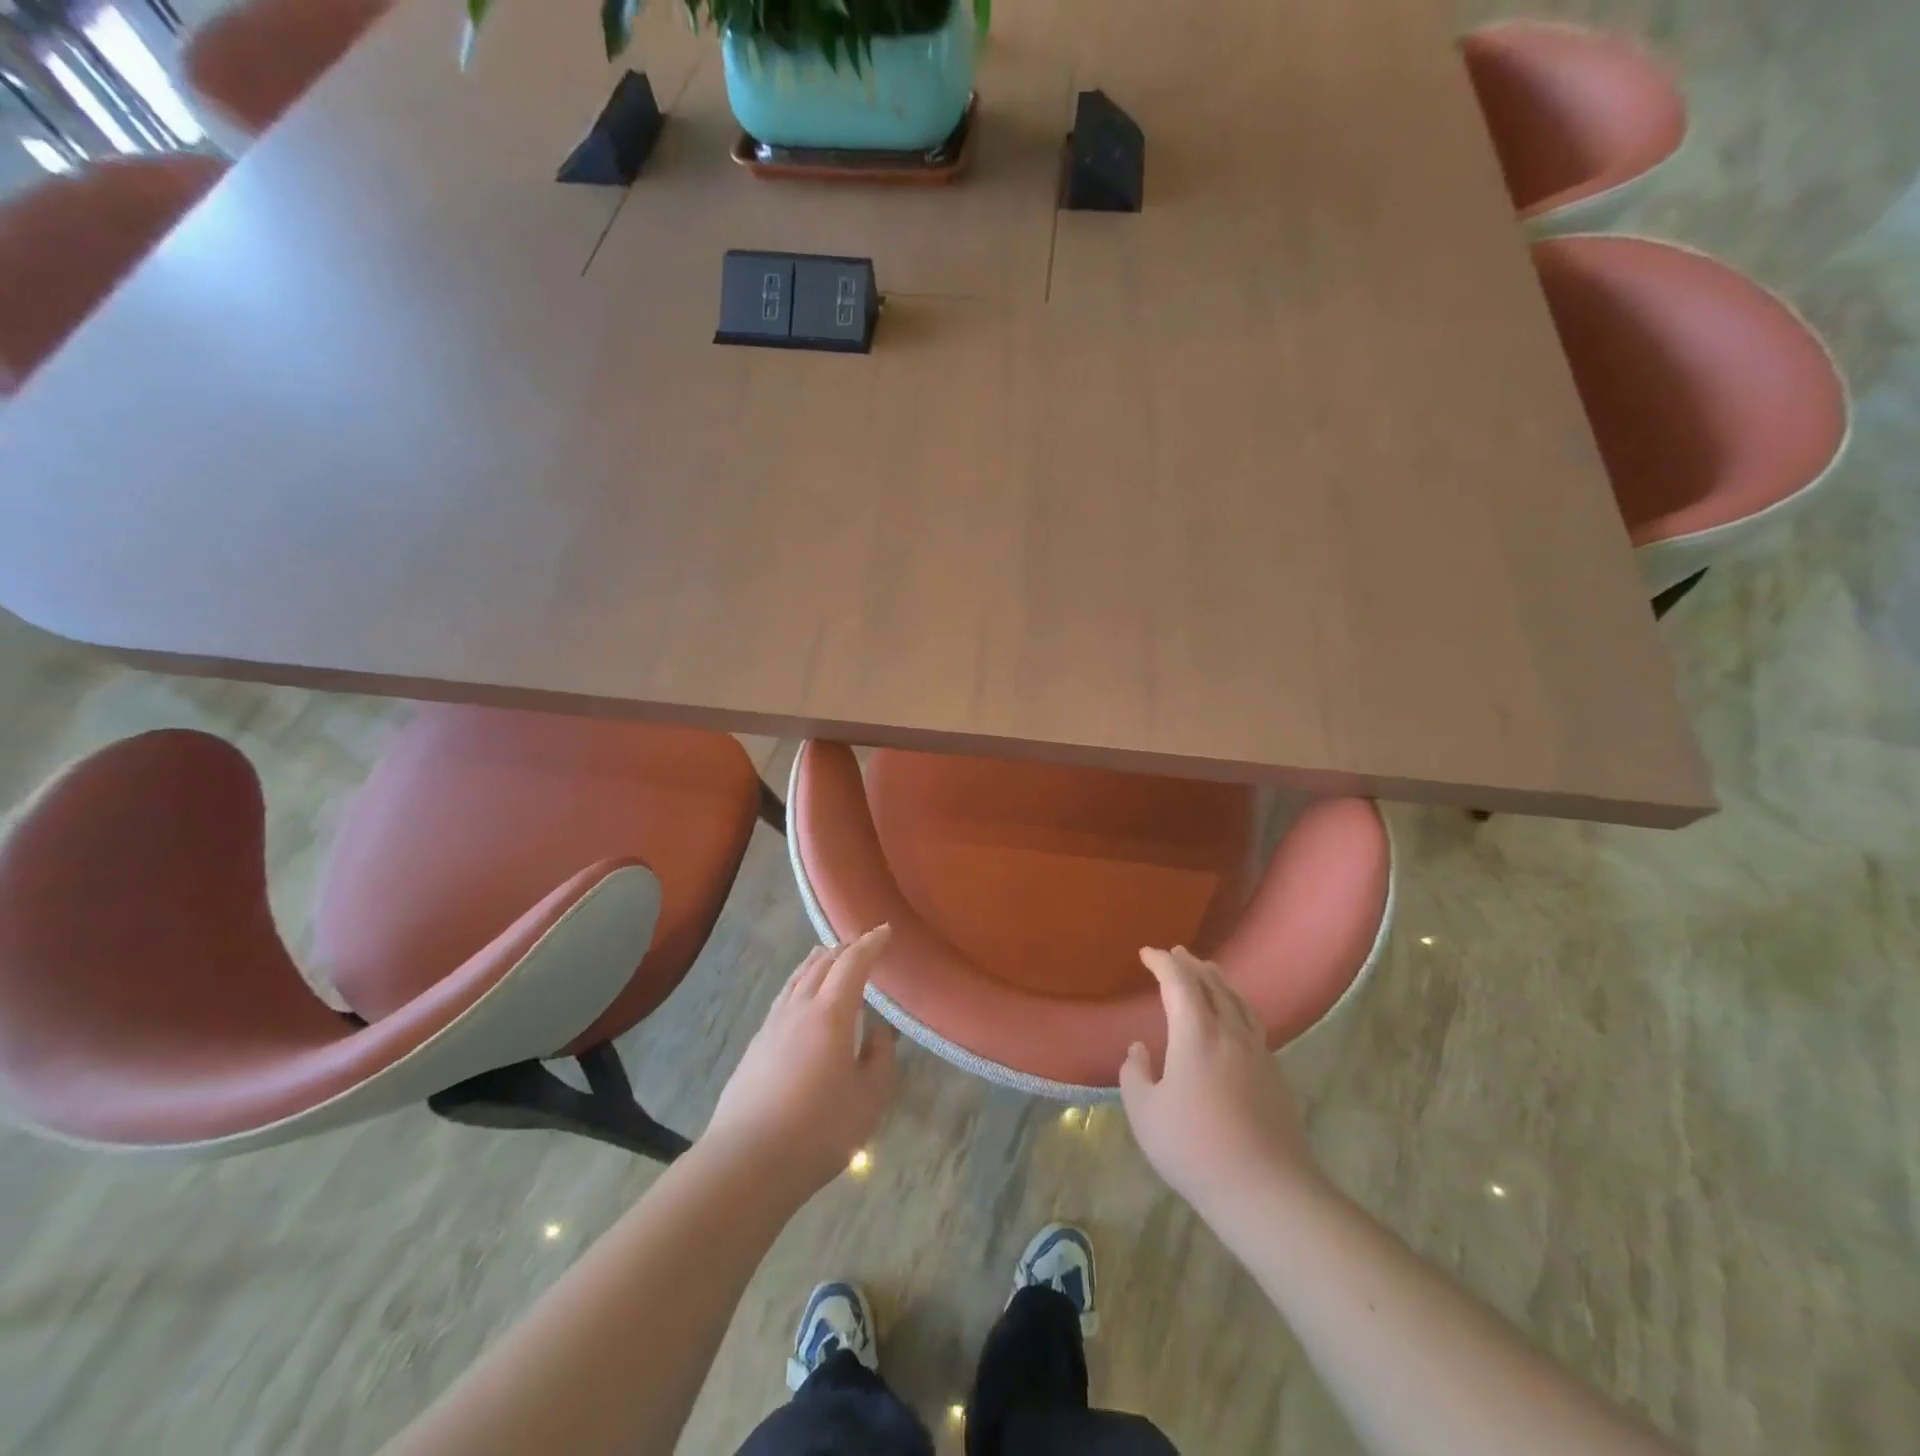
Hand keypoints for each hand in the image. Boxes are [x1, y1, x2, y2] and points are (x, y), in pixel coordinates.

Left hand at [704, 925, 897, 1196]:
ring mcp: (772, 1025)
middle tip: (862, 945)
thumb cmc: (818, 1130)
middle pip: (821, 964)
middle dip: (844, 949)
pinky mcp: (755, 1046)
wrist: (746, 1162)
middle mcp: (799, 1008)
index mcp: (830, 1013)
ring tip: (828, 957)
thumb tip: (880, 1032)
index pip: (852, 963)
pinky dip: (800, 984)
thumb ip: (880, 1057)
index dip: (870, 944)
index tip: (885, 931)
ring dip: (817, 962)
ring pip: (796, 978)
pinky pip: (783, 998)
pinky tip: (801, 999)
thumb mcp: (869, 1098)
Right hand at [1118, 947, 1319, 1219]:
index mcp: (1197, 1034)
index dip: (1162, 963)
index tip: (1147, 954)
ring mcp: (1257, 1052)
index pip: (1179, 982)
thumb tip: (1139, 1049)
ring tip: (1208, 971)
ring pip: (1238, 1001)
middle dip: (1191, 965)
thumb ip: (1135, 1074)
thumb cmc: (1194, 1148)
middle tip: (1175, 954)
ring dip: (1219, 980)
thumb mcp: (1145, 1113)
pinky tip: (1234, 1017)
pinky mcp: (1274, 1074)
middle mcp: (1230, 1033)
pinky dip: (1237, 1004)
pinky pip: (1252, 1022)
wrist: (1266, 1190)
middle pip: (1213, 985)